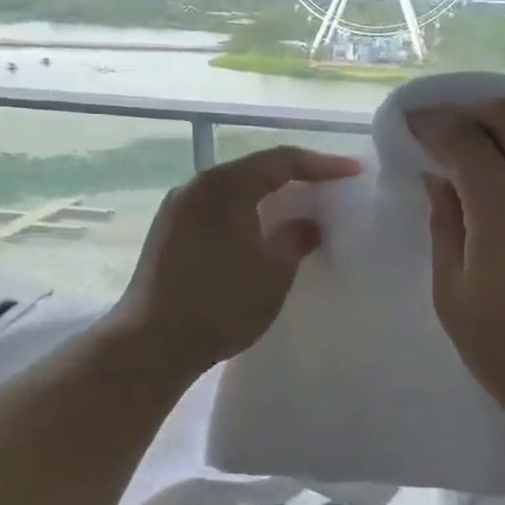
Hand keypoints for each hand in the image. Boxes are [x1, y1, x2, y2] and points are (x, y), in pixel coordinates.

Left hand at [112, 146, 361, 374]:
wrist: (152, 344)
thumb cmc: (220, 303)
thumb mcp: (273, 271)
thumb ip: (296, 238)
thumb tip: (308, 225)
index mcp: (224, 186)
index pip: (281, 161)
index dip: (321, 165)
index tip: (352, 173)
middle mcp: (196, 187)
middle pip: (254, 170)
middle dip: (294, 178)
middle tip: (328, 188)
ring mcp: (176, 210)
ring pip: (233, 191)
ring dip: (267, 198)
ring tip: (298, 210)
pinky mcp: (168, 234)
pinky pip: (216, 210)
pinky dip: (245, 214)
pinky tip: (260, 234)